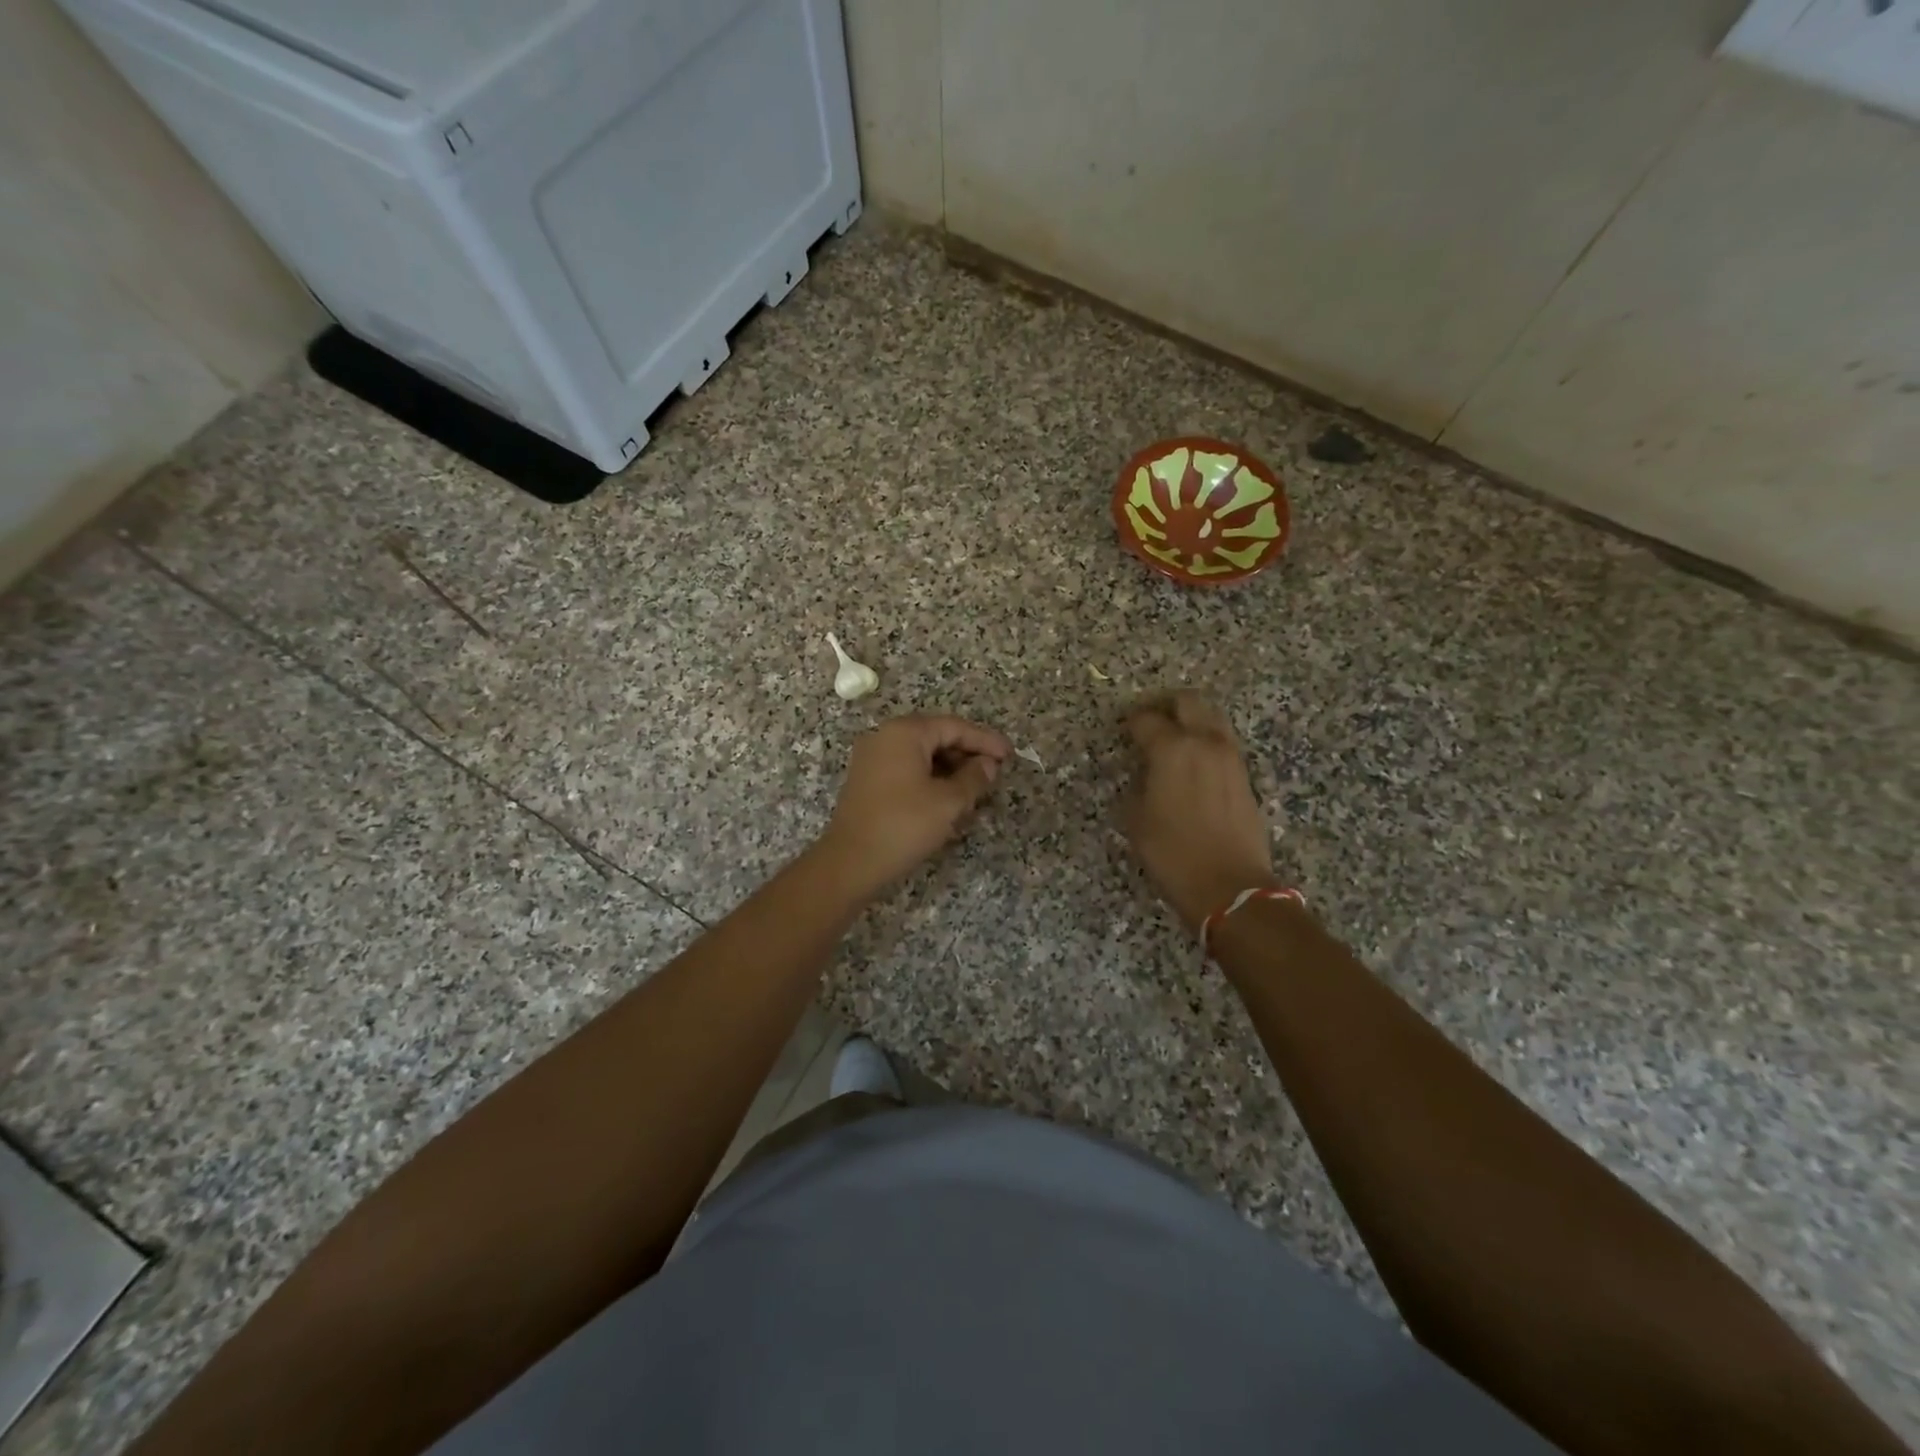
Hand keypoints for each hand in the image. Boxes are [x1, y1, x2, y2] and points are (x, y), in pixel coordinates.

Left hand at [816, 713, 1012, 897]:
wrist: (850, 862)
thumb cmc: (903, 825)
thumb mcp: (948, 802)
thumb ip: (974, 778)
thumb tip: (988, 765)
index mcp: (904, 733)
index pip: (954, 727)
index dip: (985, 740)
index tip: (1010, 754)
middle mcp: (885, 737)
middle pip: (936, 737)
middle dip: (967, 754)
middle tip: (994, 773)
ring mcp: (872, 759)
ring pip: (922, 755)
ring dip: (950, 768)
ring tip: (975, 788)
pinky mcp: (867, 781)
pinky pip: (906, 769)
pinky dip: (930, 778)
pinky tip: (947, 798)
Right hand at [1124, 692, 1277, 932]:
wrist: (1230, 887)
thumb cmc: (1173, 854)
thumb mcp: (1136, 820)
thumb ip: (1137, 786)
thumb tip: (1144, 775)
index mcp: (1172, 749)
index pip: (1145, 719)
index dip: (1130, 722)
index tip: (1122, 729)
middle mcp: (1204, 742)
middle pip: (1187, 701)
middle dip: (1165, 705)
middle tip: (1149, 721)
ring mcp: (1230, 757)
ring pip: (1211, 717)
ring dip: (1191, 720)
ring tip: (1173, 739)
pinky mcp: (1245, 775)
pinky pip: (1223, 741)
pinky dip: (1206, 740)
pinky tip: (1192, 762)